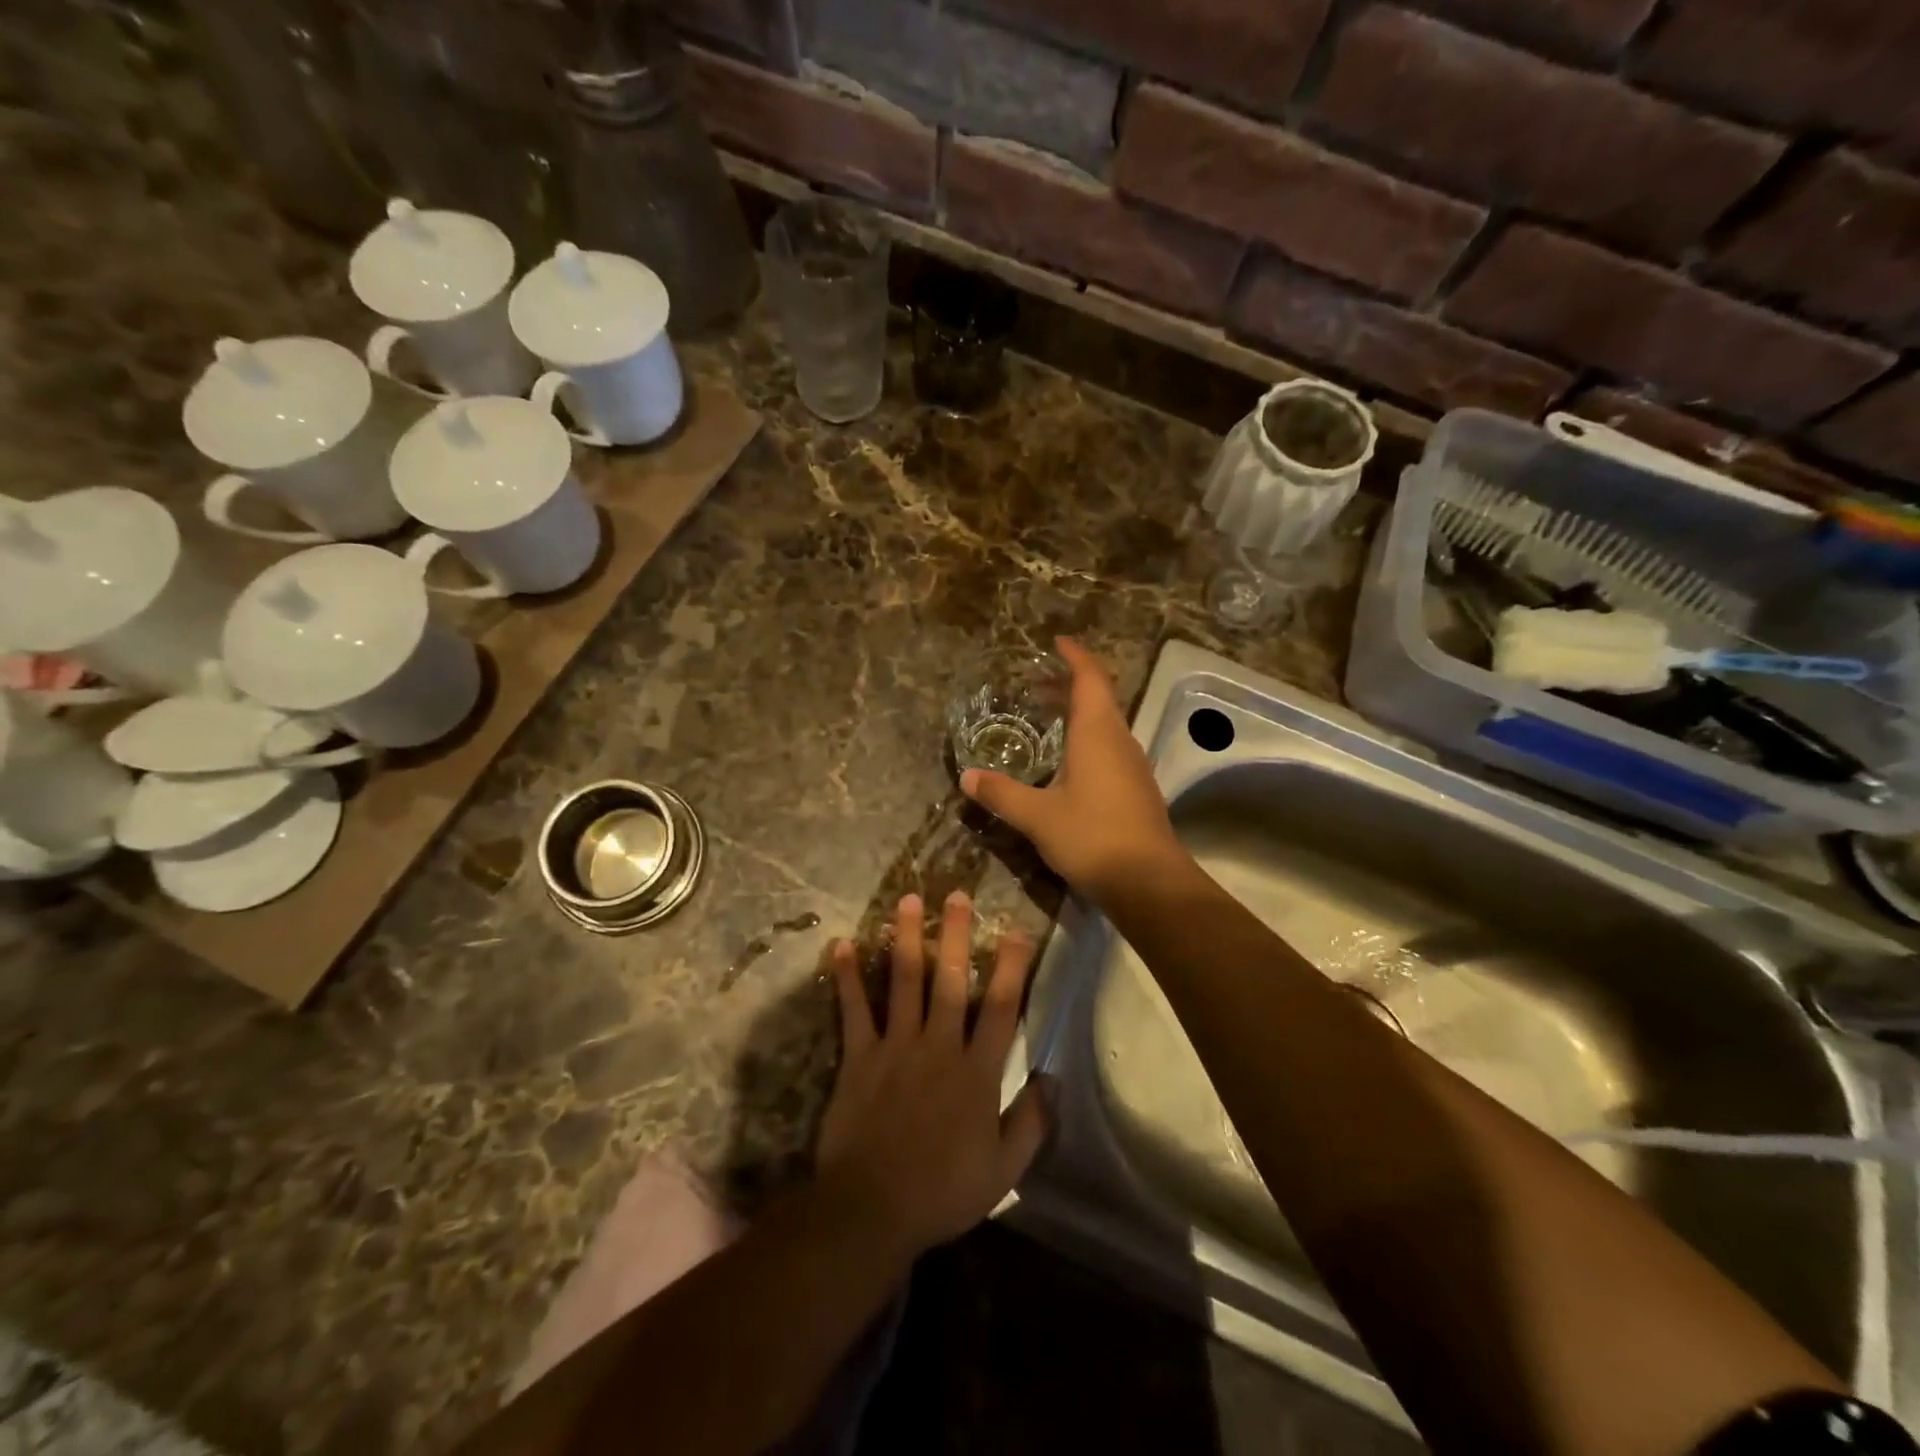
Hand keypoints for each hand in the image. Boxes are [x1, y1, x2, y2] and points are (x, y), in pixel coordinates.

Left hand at [816, 892, 1047, 1264]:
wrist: (873, 1209)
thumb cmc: (943, 1191)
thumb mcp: (1003, 1170)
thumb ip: (1030, 1122)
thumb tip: (1052, 1079)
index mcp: (977, 1071)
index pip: (1002, 1008)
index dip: (1013, 967)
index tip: (1018, 931)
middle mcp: (939, 1046)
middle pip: (952, 980)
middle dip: (956, 935)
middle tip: (956, 894)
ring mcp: (896, 1047)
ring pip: (905, 981)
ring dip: (906, 938)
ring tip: (907, 900)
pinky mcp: (859, 1056)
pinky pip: (854, 1009)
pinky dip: (847, 976)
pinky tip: (842, 944)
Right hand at [960, 638, 1180, 902]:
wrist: (1149, 882)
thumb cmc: (1092, 837)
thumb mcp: (1037, 815)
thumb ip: (1001, 794)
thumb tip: (967, 778)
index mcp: (1098, 733)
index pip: (1090, 678)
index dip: (1075, 656)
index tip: (1057, 642)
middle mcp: (1119, 741)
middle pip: (1099, 698)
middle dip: (1070, 684)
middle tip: (1037, 683)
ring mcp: (1133, 766)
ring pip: (1106, 724)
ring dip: (1079, 713)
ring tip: (1047, 718)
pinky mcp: (1137, 789)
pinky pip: (1110, 748)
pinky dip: (1087, 739)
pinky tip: (1068, 762)